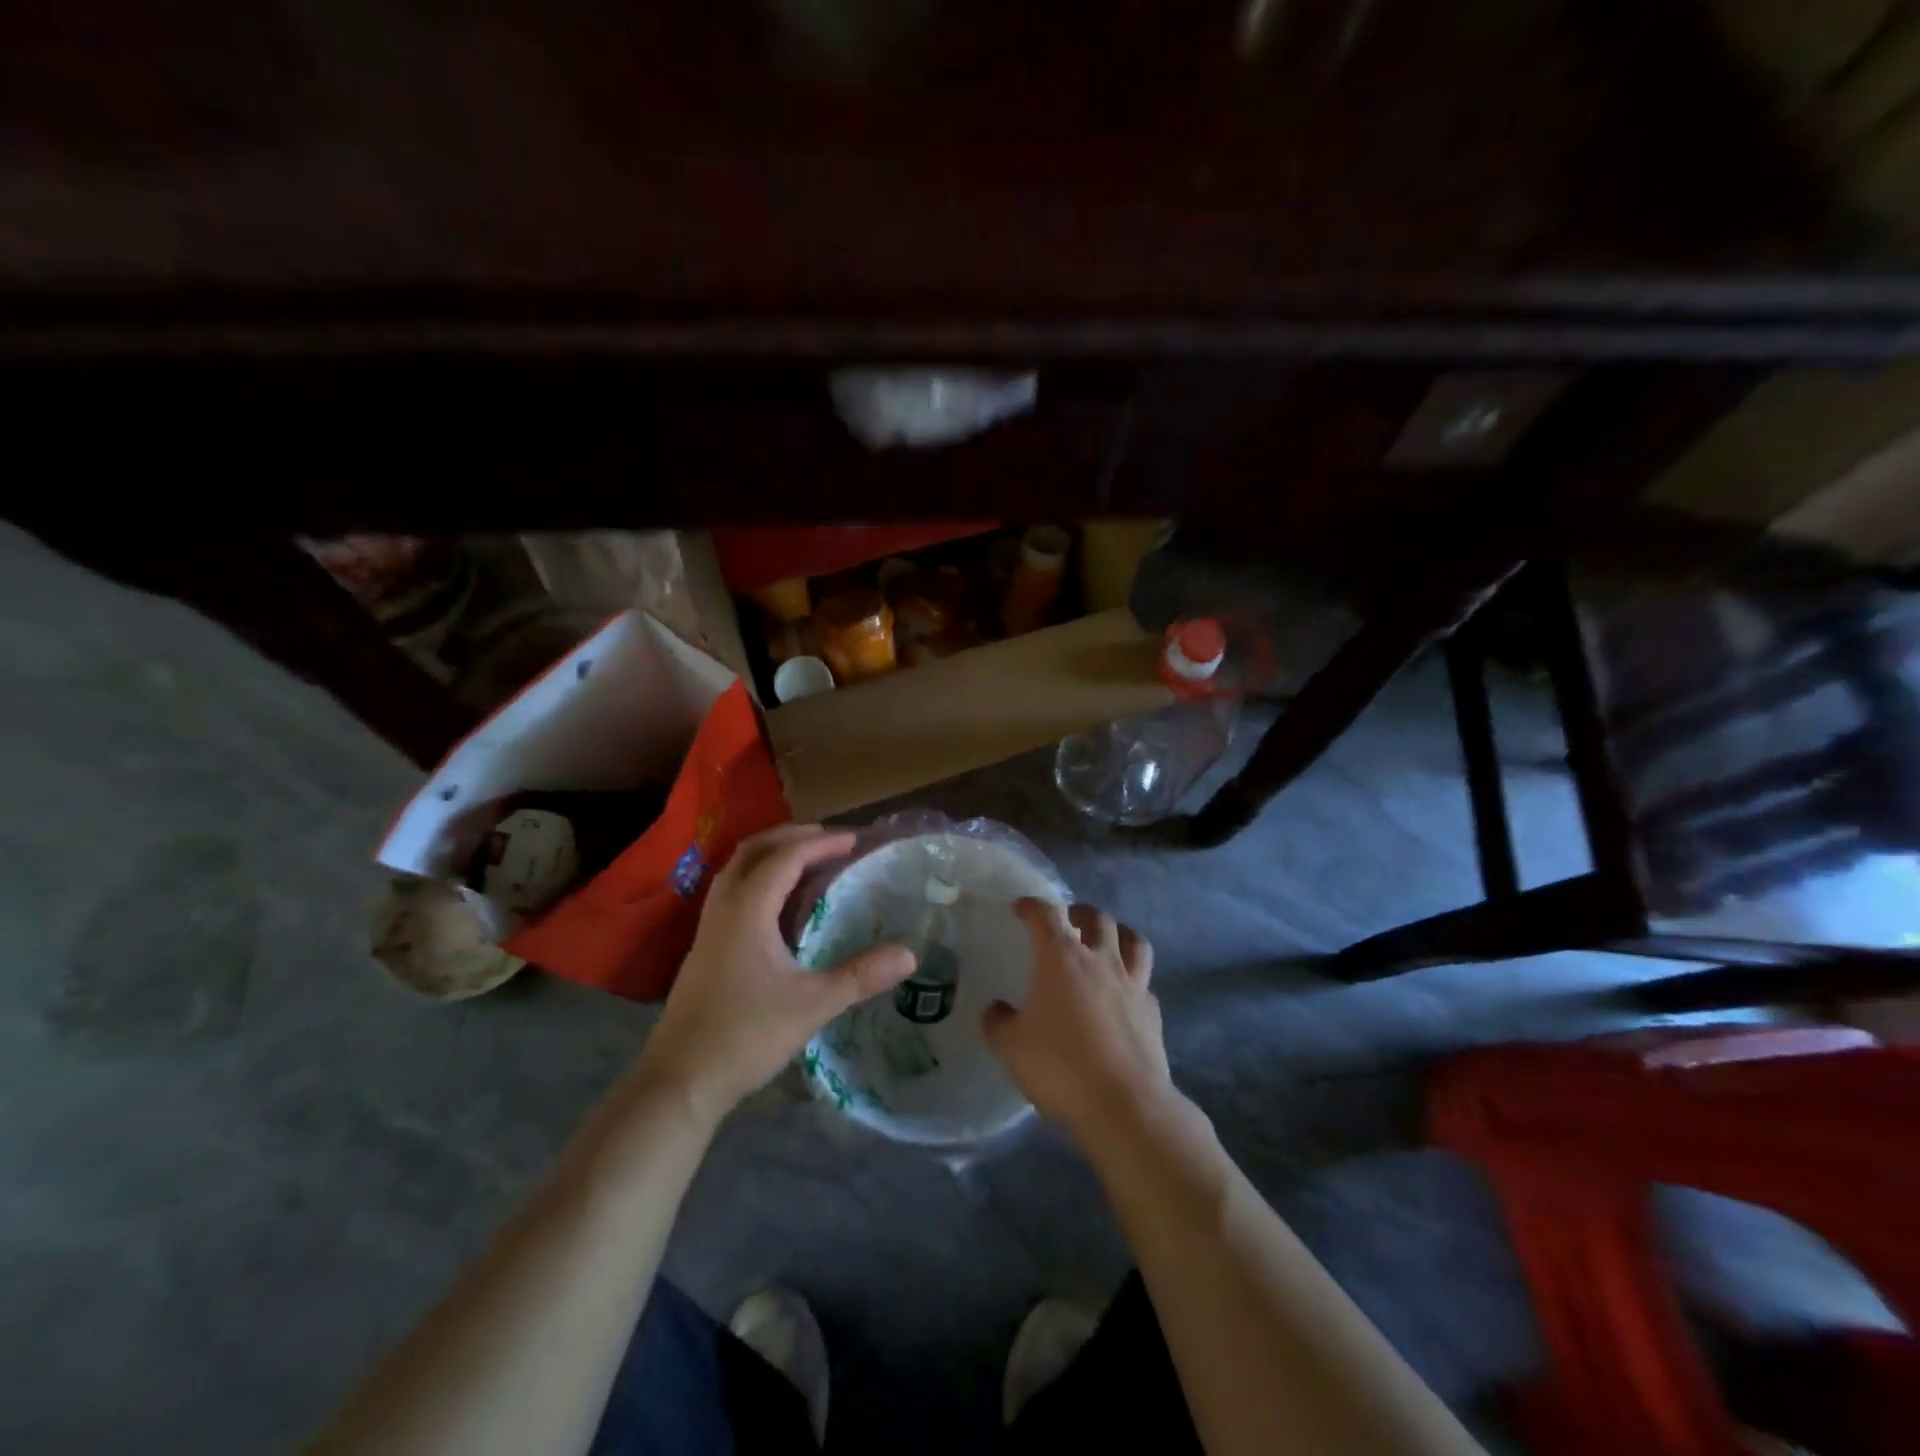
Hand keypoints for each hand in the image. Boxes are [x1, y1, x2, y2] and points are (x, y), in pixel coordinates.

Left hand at [634, 824, 913, 1123]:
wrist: (679, 1080)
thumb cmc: (746, 1036)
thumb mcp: (812, 1005)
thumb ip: (861, 976)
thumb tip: (909, 954)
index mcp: (747, 910)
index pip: (786, 857)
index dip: (821, 844)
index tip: (854, 840)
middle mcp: (723, 907)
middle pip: (753, 850)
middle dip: (791, 836)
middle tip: (829, 839)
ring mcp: (709, 927)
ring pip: (737, 870)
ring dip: (771, 855)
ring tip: (808, 862)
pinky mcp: (705, 947)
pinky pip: (733, 891)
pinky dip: (759, 879)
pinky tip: (780, 905)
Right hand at [982, 899, 1175, 1145]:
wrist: (1125, 1105)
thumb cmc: (1061, 1067)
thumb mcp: (1012, 1048)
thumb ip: (999, 1023)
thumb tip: (995, 1009)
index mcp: (1062, 959)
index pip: (1046, 916)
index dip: (1032, 906)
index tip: (1021, 909)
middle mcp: (1101, 962)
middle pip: (1098, 918)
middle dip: (1081, 912)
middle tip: (1070, 920)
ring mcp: (1133, 985)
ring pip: (1134, 941)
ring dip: (1119, 933)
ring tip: (1108, 941)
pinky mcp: (1153, 1013)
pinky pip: (1145, 982)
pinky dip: (1134, 979)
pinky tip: (1125, 994)